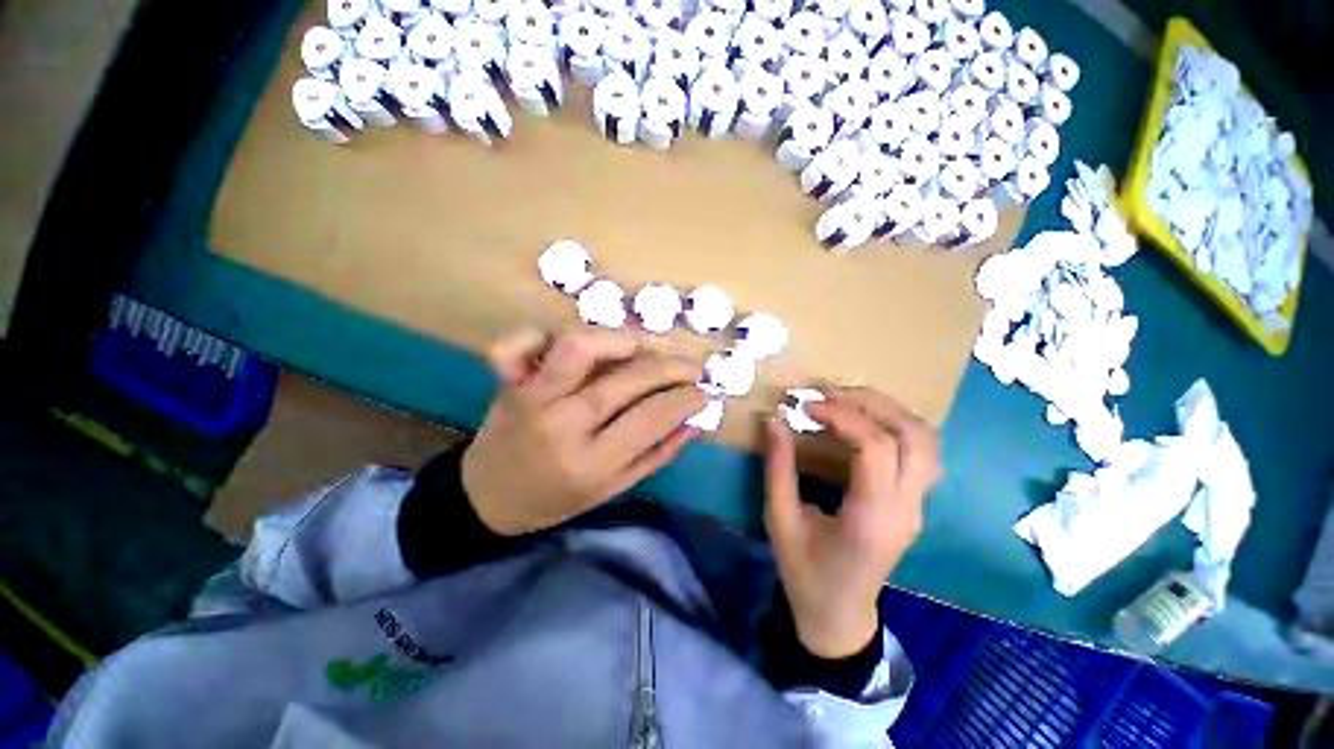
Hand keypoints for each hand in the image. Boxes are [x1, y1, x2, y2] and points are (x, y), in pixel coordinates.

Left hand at [462, 328, 706, 535]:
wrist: (489, 496)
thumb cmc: (557, 497)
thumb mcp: (614, 488)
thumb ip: (658, 452)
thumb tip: (697, 419)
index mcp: (590, 463)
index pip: (651, 417)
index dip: (686, 397)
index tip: (706, 389)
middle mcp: (561, 424)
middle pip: (626, 379)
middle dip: (671, 366)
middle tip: (693, 364)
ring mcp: (532, 396)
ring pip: (580, 347)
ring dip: (624, 340)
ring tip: (649, 346)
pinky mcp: (509, 380)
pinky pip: (522, 342)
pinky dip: (547, 332)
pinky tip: (575, 344)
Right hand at [765, 388, 940, 658]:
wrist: (838, 614)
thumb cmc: (804, 571)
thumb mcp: (779, 520)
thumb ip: (777, 467)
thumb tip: (773, 419)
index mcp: (871, 518)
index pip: (876, 448)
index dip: (842, 416)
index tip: (806, 406)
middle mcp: (906, 508)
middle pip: (912, 435)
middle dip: (869, 402)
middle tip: (827, 393)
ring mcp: (918, 505)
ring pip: (925, 439)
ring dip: (887, 409)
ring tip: (845, 400)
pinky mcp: (915, 502)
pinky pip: (922, 450)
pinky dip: (896, 424)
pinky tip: (864, 422)